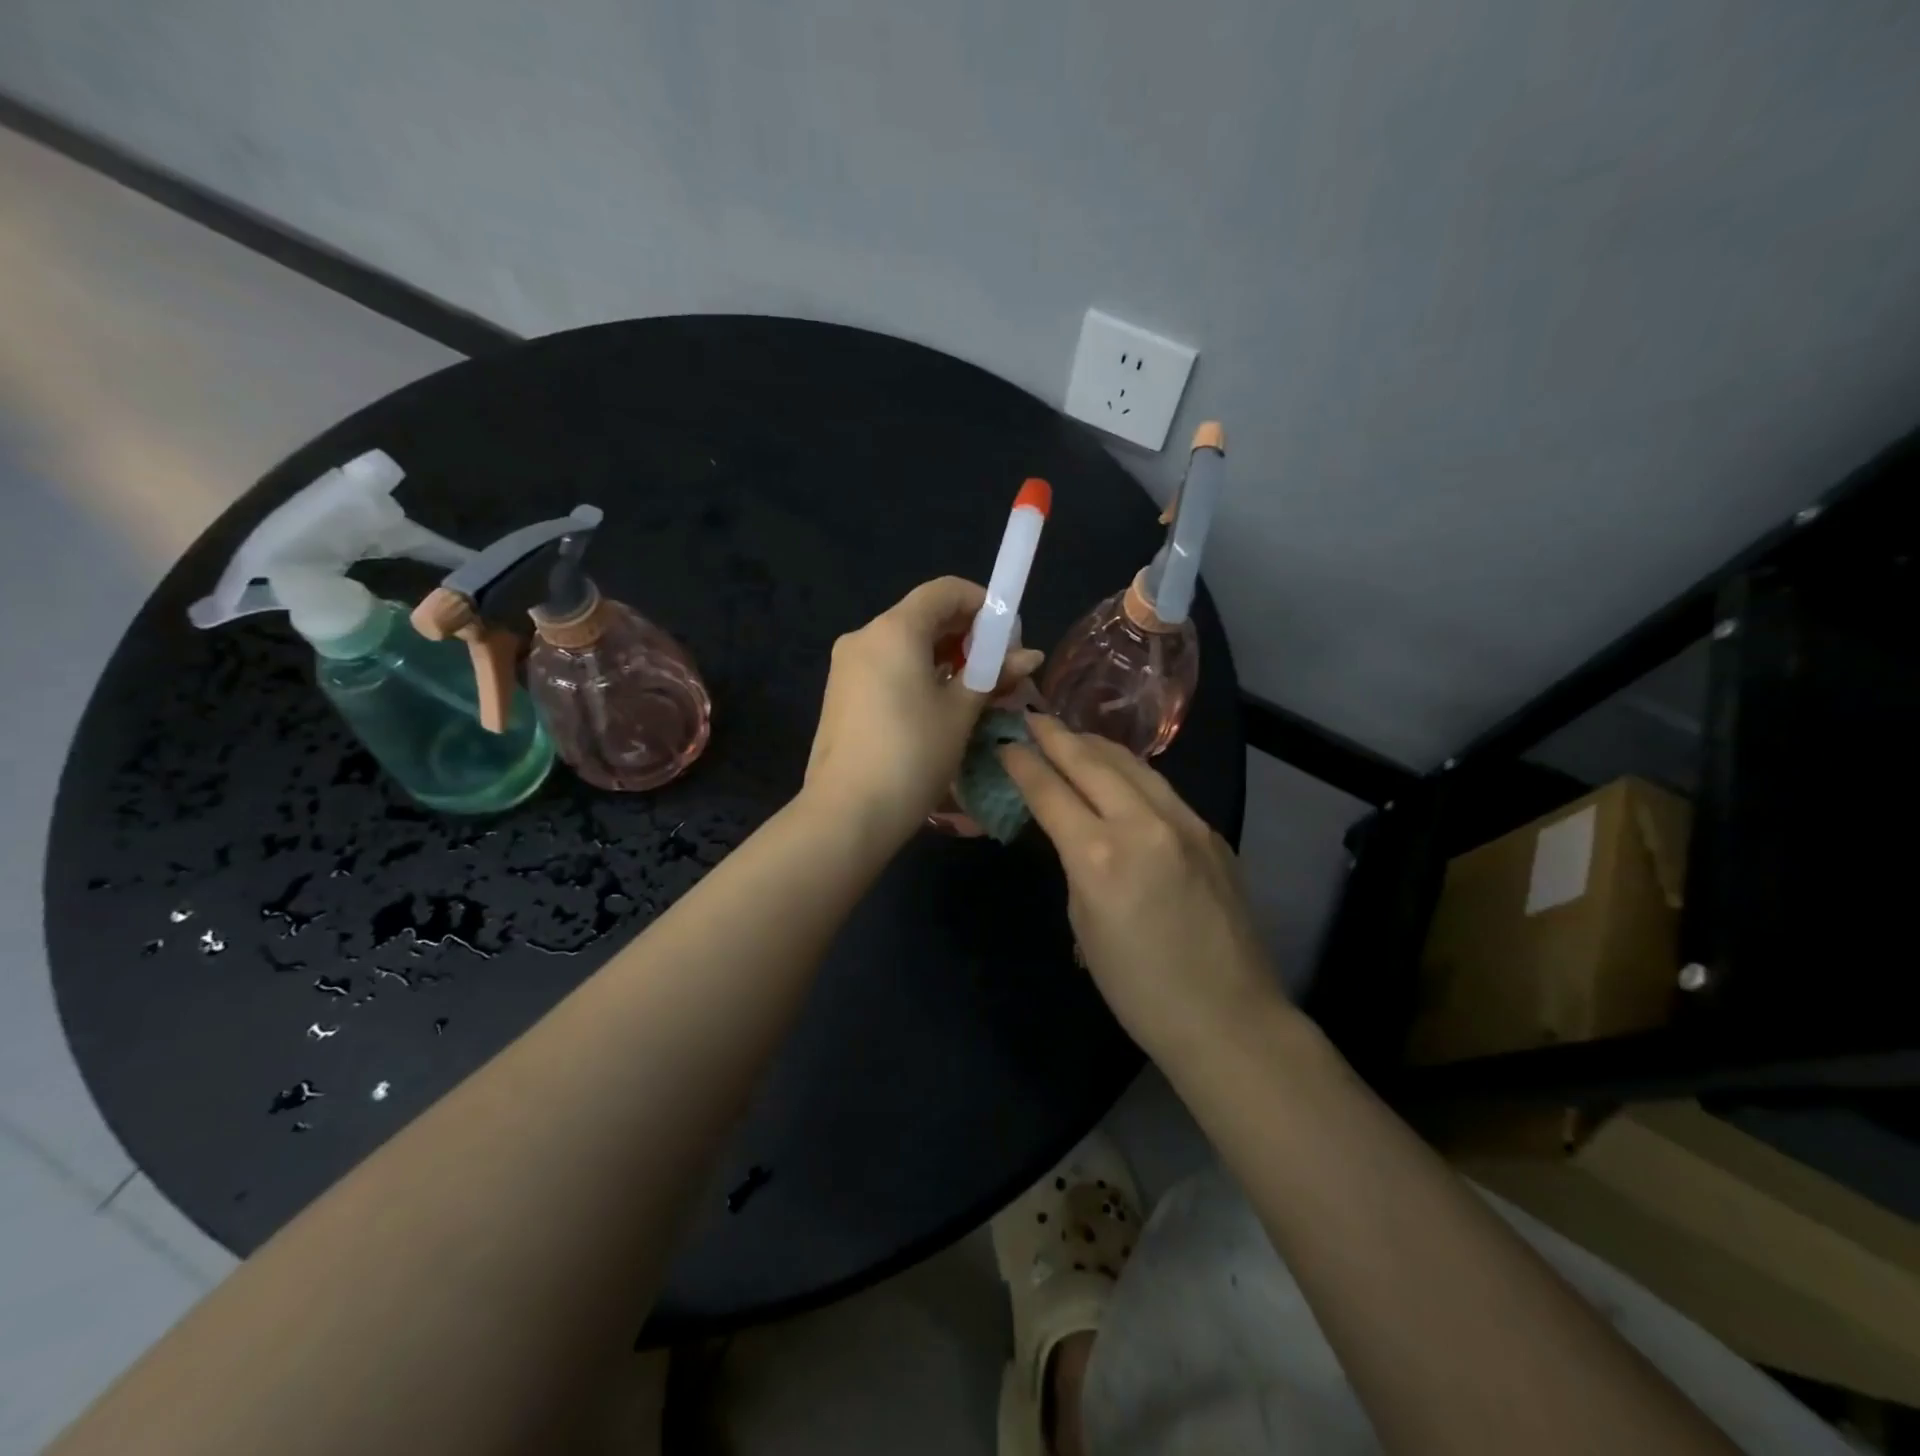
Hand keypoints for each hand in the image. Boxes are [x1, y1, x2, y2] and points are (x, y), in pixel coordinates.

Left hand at [804, 577, 1042, 846]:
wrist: (847, 813)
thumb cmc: (912, 754)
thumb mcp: (960, 713)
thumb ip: (993, 675)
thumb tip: (1029, 656)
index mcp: (894, 629)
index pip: (945, 590)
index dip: (984, 604)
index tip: (1009, 637)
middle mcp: (864, 636)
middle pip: (924, 616)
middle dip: (967, 636)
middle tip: (999, 670)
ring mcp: (847, 666)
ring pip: (905, 644)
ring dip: (945, 658)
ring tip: (975, 692)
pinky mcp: (840, 694)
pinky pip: (887, 668)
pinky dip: (918, 675)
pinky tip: (939, 707)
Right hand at [1001, 714, 1284, 1063]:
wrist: (1227, 1016)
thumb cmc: (1138, 988)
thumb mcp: (1084, 923)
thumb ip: (1075, 863)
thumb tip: (1072, 829)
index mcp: (1100, 856)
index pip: (1050, 791)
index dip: (1022, 763)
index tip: (1004, 743)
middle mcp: (1143, 824)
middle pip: (1091, 762)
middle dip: (1057, 736)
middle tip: (1032, 718)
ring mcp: (1184, 822)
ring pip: (1132, 764)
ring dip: (1095, 745)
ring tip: (1071, 735)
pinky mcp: (1210, 831)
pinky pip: (1160, 788)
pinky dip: (1130, 771)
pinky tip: (1118, 772)